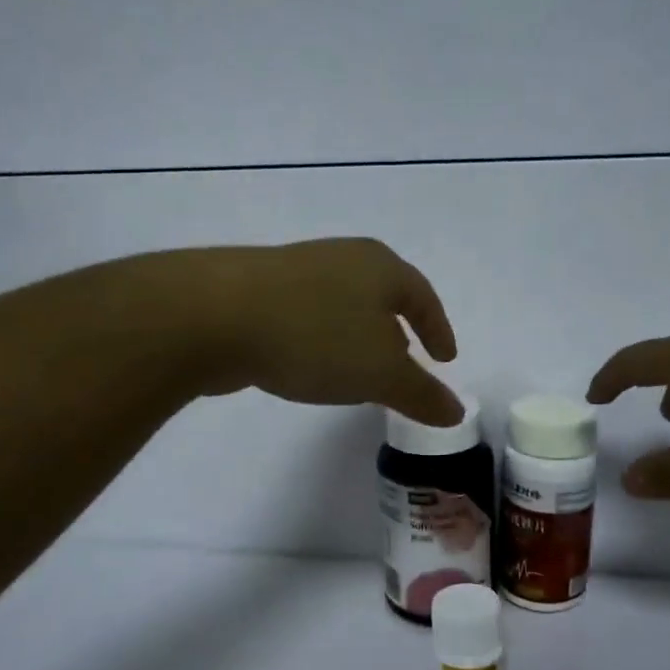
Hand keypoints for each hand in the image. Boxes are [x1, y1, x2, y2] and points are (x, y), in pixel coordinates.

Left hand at [176, 239, 463, 426]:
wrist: (213, 315)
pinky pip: (308, 315)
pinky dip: (322, 339)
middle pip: (382, 295)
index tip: (445, 359)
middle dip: (397, 331)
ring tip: (359, 370)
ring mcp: (296, 270)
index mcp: (380, 266)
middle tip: (405, 364)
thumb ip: (422, 394)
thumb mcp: (380, 373)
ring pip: (342, 305)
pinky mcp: (258, 290)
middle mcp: (342, 258)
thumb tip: (456, 412)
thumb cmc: (315, 336)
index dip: (438, 329)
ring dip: (357, 337)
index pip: (423, 297)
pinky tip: (309, 365)